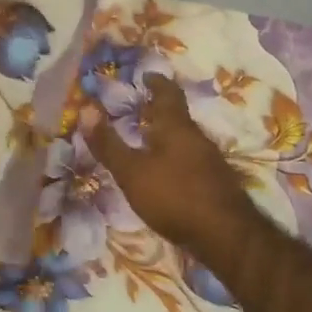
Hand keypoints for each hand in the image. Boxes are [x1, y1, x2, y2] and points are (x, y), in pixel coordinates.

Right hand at [85, 77, 257, 252]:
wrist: (226, 235)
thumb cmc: (174, 195)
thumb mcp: (131, 171)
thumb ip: (108, 143)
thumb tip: (85, 108)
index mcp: (176, 127)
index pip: (168, 94)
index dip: (157, 82)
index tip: (147, 75)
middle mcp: (197, 137)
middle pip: (178, 116)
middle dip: (159, 110)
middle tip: (139, 108)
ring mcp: (210, 161)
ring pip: (185, 138)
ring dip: (167, 135)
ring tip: (147, 139)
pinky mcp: (215, 183)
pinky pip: (191, 159)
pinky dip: (175, 157)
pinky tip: (165, 172)